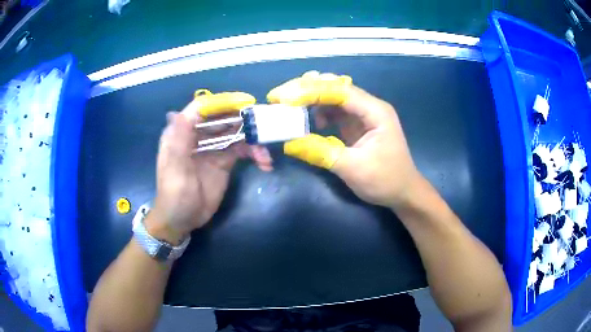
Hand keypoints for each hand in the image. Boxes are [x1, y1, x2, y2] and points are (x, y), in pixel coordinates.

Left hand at [147, 92, 270, 243]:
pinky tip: (264, 163)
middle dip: (243, 120)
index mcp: (181, 132)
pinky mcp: (224, 160)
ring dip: (253, 139)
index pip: (202, 109)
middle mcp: (198, 135)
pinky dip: (254, 153)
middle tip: (264, 126)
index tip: (244, 103)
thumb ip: (179, 142)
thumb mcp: (174, 169)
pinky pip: (242, 149)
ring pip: (236, 132)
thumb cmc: (174, 195)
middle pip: (222, 117)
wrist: (183, 220)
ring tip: (264, 154)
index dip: (222, 102)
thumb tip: (179, 112)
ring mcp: (212, 147)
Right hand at [268, 71, 421, 207]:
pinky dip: (318, 112)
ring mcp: (362, 114)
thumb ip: (321, 153)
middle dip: (306, 89)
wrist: (403, 193)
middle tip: (279, 96)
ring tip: (287, 105)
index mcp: (375, 111)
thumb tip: (289, 143)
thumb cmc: (386, 181)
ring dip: (310, 99)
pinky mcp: (356, 124)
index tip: (284, 97)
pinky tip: (308, 120)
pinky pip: (334, 111)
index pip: (340, 91)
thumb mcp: (353, 169)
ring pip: (332, 96)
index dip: (311, 91)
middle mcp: (369, 106)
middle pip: (335, 87)